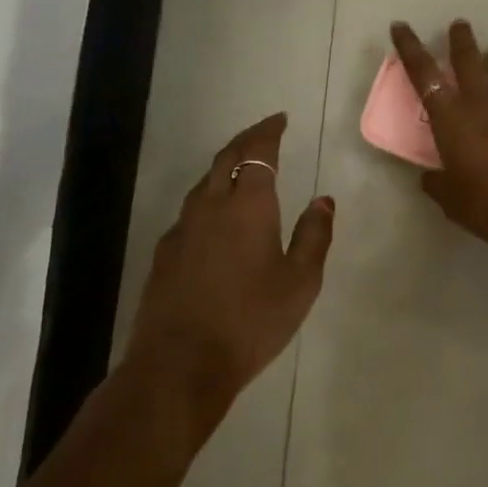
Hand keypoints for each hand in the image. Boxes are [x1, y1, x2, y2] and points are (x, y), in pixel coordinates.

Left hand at [124, 113, 334, 411]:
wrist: (179, 366)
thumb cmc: (250, 321)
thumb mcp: (300, 283)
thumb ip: (314, 236)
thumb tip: (323, 200)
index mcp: (248, 206)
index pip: (258, 152)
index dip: (269, 131)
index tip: (280, 119)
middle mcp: (211, 206)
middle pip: (226, 158)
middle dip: (246, 139)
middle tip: (264, 132)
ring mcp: (182, 229)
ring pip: (204, 183)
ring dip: (225, 167)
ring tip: (243, 170)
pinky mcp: (164, 254)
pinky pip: (190, 211)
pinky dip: (209, 198)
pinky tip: (216, 219)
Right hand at [389, 20, 487, 266]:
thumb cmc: (487, 206)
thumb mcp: (451, 199)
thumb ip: (437, 183)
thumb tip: (428, 178)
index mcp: (450, 118)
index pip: (423, 74)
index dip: (410, 47)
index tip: (401, 26)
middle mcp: (481, 101)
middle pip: (468, 59)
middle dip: (461, 40)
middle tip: (460, 26)